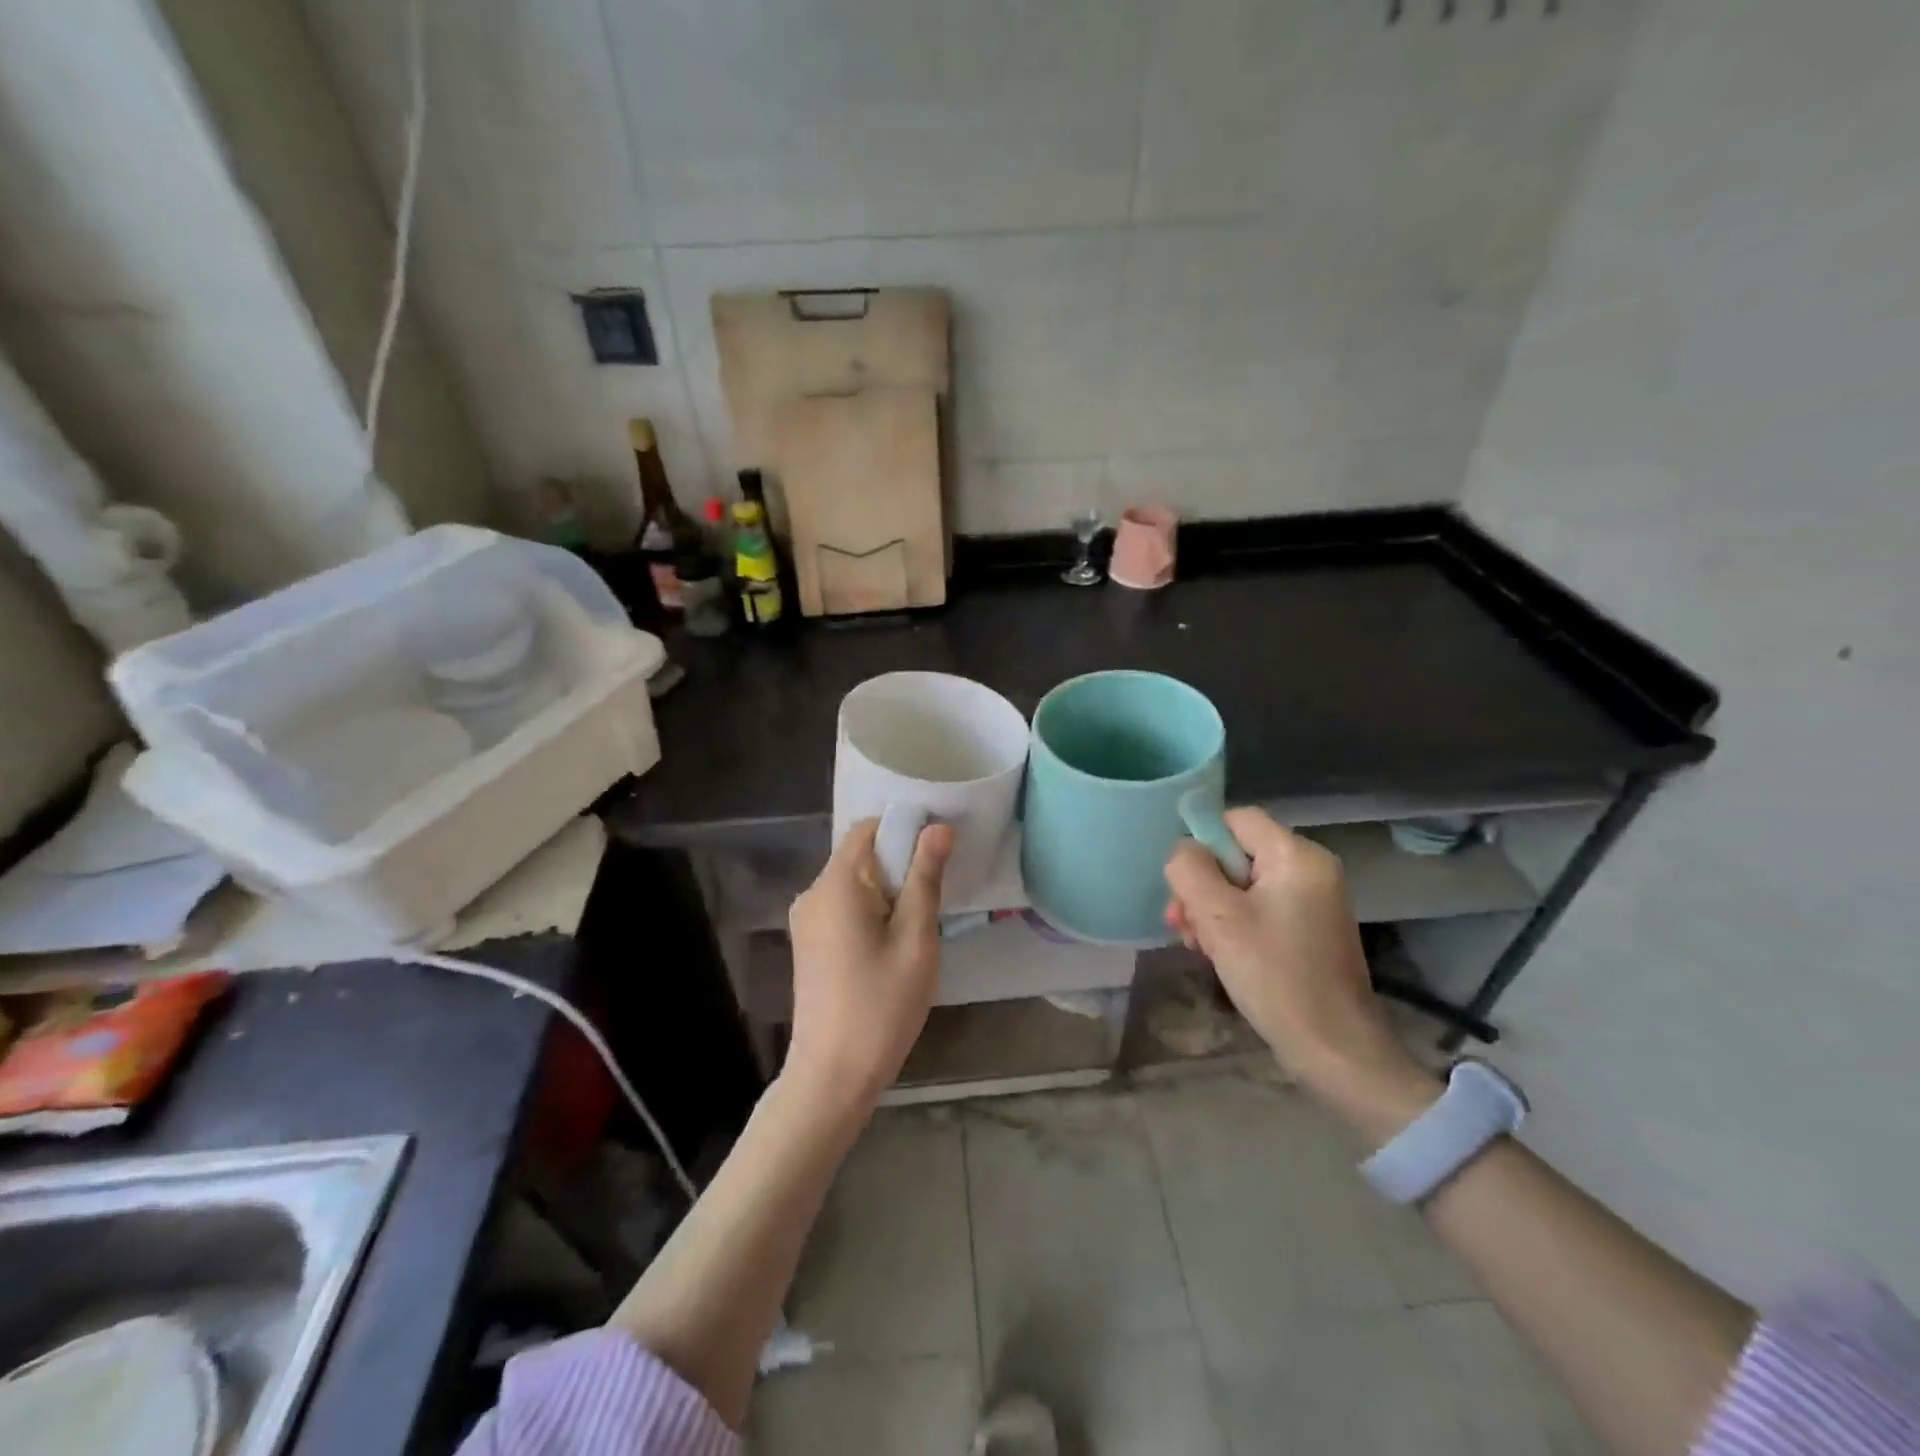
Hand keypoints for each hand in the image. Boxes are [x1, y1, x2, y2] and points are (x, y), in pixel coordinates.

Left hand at [785, 817, 953, 1115]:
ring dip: (887, 891)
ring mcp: (805, 920)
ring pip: (854, 883)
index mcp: (836, 884)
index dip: (904, 830)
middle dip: (899, 865)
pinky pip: (843, 907)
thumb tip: (938, 827)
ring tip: (916, 927)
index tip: (938, 853)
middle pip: (860, 854)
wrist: (832, 1075)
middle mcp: (813, 893)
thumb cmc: (881, 1005)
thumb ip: (925, 877)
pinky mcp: (808, 943)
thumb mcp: (916, 939)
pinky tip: (891, 945)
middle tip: (934, 898)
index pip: (867, 828)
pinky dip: (870, 911)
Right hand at [1164, 809, 1438, 1140]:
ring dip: (1210, 910)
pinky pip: (1258, 909)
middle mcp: (1310, 869)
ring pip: (1242, 885)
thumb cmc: (1275, 977)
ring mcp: (1312, 901)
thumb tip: (1183, 850)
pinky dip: (1232, 925)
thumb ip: (1191, 871)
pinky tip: (1216, 953)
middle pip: (1235, 854)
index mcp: (1297, 856)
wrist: (1335, 1050)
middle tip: (1180, 924)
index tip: (1183, 884)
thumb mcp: (1219, 919)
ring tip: (1194, 944)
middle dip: (1201, 886)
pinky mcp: (1307, 930)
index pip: (1236, 819)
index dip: (1202, 842)